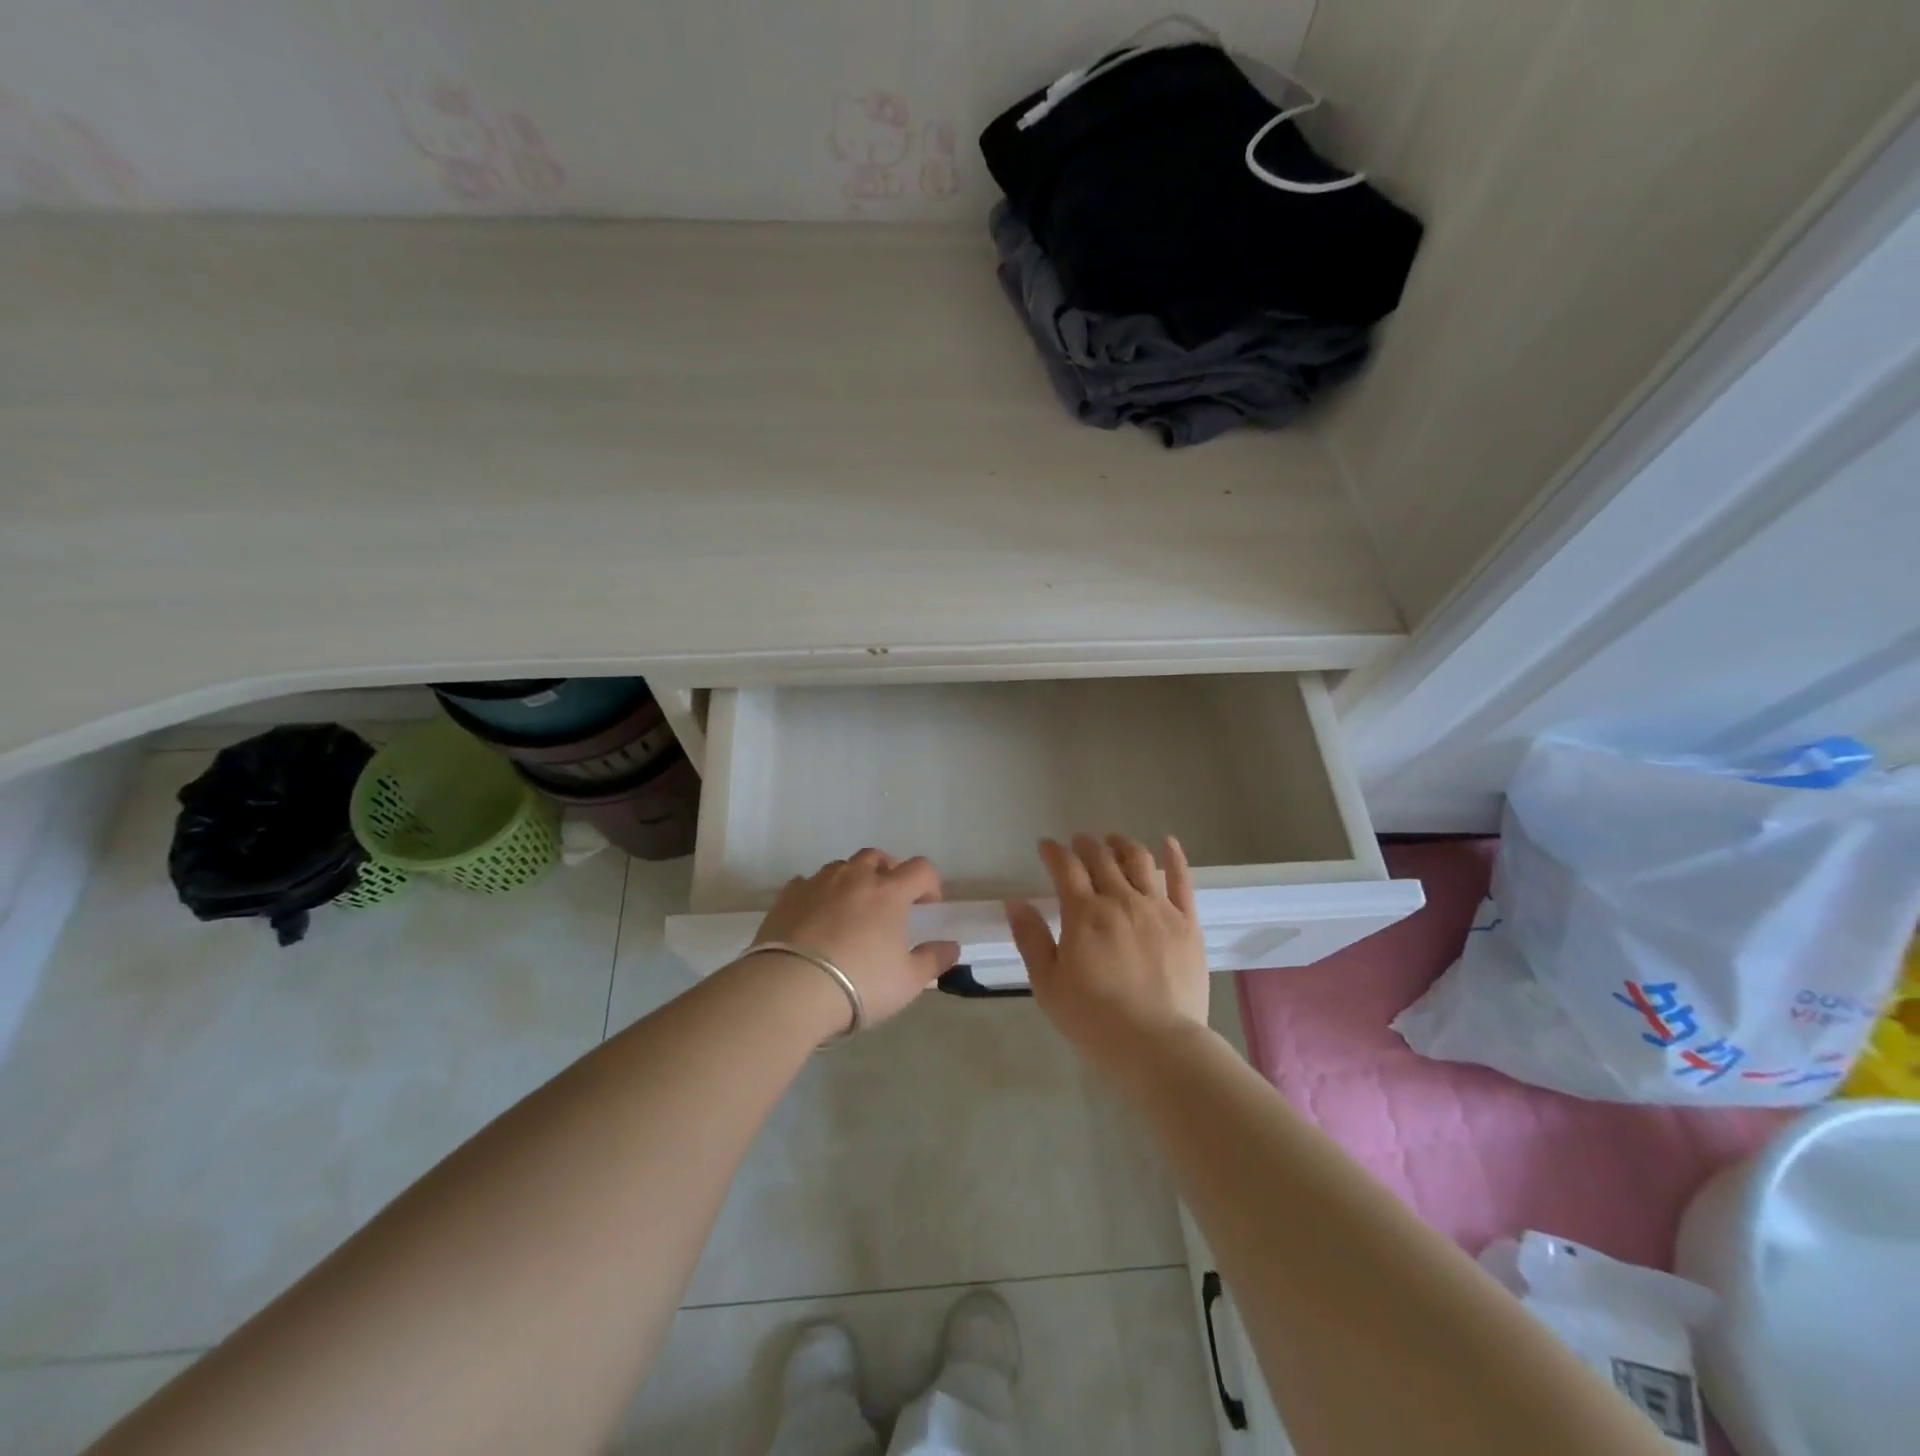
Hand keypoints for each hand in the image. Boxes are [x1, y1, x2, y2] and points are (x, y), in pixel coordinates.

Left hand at [751, 849, 960, 1027]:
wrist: (790, 989)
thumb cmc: (859, 984)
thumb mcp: (907, 981)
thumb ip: (933, 960)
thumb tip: (952, 947)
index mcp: (889, 892)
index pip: (920, 869)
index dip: (929, 883)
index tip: (928, 905)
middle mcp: (854, 878)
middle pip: (877, 857)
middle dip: (888, 871)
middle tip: (889, 899)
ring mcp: (818, 883)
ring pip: (841, 866)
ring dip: (852, 879)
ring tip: (851, 908)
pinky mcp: (787, 897)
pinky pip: (807, 883)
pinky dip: (817, 892)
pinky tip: (815, 915)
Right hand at [1007, 834, 1209, 1072]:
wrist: (1158, 1045)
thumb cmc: (1094, 1019)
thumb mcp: (1048, 985)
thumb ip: (1031, 939)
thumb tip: (1016, 903)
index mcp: (1085, 913)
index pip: (1065, 868)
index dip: (1054, 852)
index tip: (1046, 846)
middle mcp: (1121, 900)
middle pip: (1101, 858)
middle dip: (1086, 845)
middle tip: (1078, 842)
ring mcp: (1158, 909)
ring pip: (1139, 861)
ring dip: (1122, 844)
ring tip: (1113, 840)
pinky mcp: (1187, 923)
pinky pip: (1182, 881)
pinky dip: (1175, 857)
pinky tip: (1168, 842)